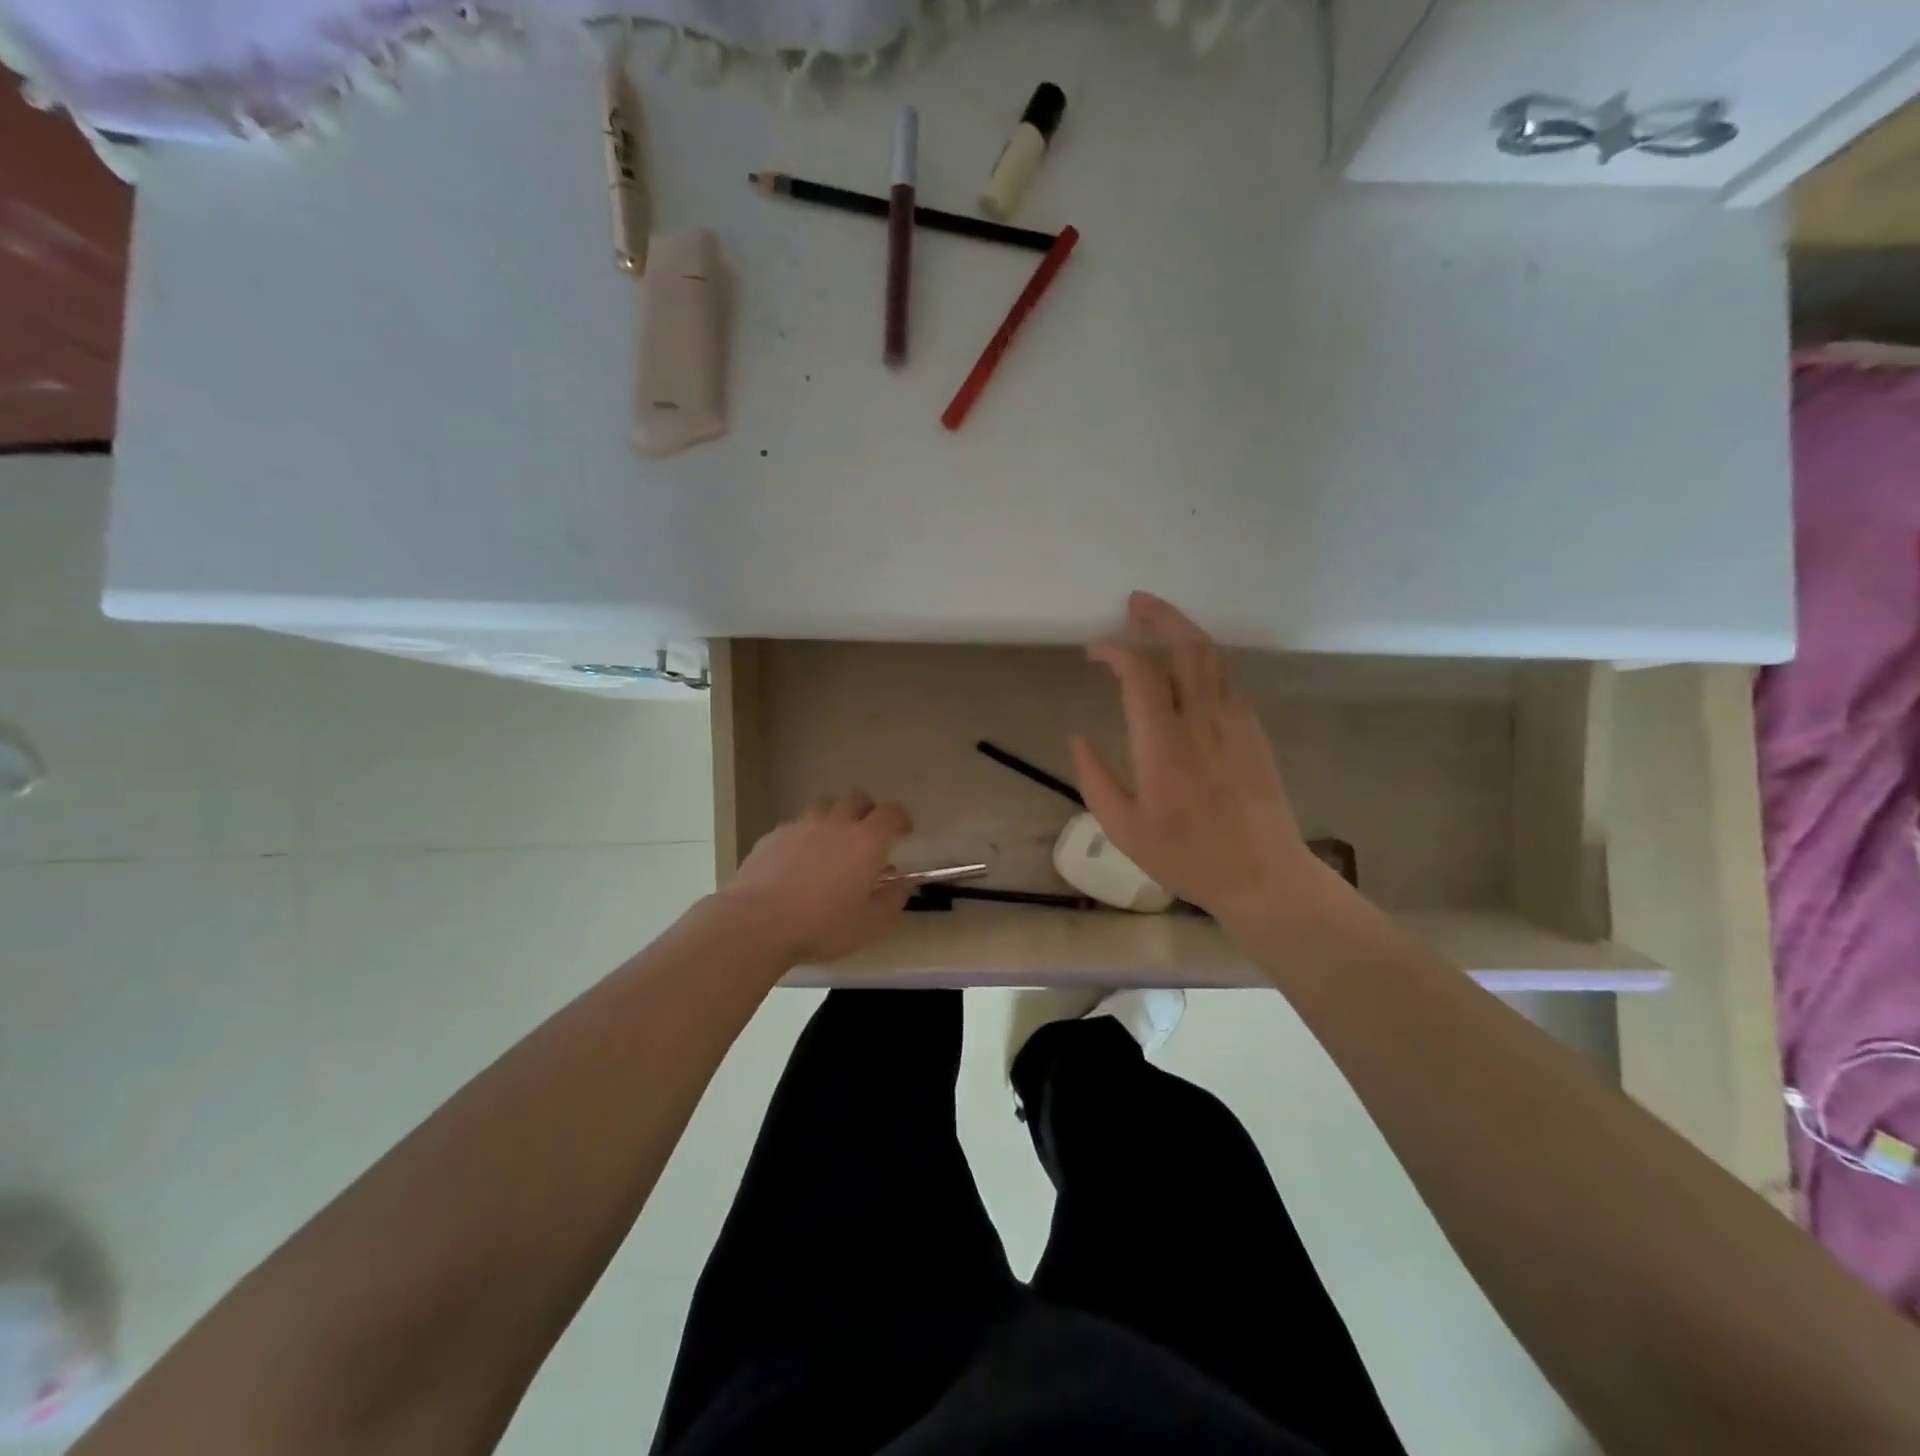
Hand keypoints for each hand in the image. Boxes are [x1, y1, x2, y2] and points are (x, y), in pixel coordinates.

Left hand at [720, 794, 914, 962]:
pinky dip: (806, 835)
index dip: (901, 820)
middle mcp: (836, 822)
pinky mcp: (774, 834)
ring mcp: (802, 824)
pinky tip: (798, 861)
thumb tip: (901, 882)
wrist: (757, 923)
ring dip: (835, 819)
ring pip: (826, 806)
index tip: (903, 835)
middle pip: (858, 800)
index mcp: (866, 840)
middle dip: (868, 814)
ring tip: (831, 846)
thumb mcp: (870, 924)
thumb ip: (893, 899)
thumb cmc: (822, 925)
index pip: (892, 813)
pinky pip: (797, 825)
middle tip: (867, 840)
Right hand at [1070, 593, 1335, 927]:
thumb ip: (1095, 779)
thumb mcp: (1124, 829)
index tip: (1094, 650)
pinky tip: (1189, 664)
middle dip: (1161, 615)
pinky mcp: (1254, 730)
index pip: (1140, 675)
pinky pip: (1228, 678)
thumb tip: (1078, 737)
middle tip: (1135, 601)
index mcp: (1164, 746)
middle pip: (1187, 647)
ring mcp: (1235, 722)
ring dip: (1185, 630)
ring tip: (1159, 619)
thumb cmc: (1187, 856)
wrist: (1263, 875)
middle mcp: (1202, 722)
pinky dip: (1205, 658)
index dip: (1115, 652)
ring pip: (1213, 657)